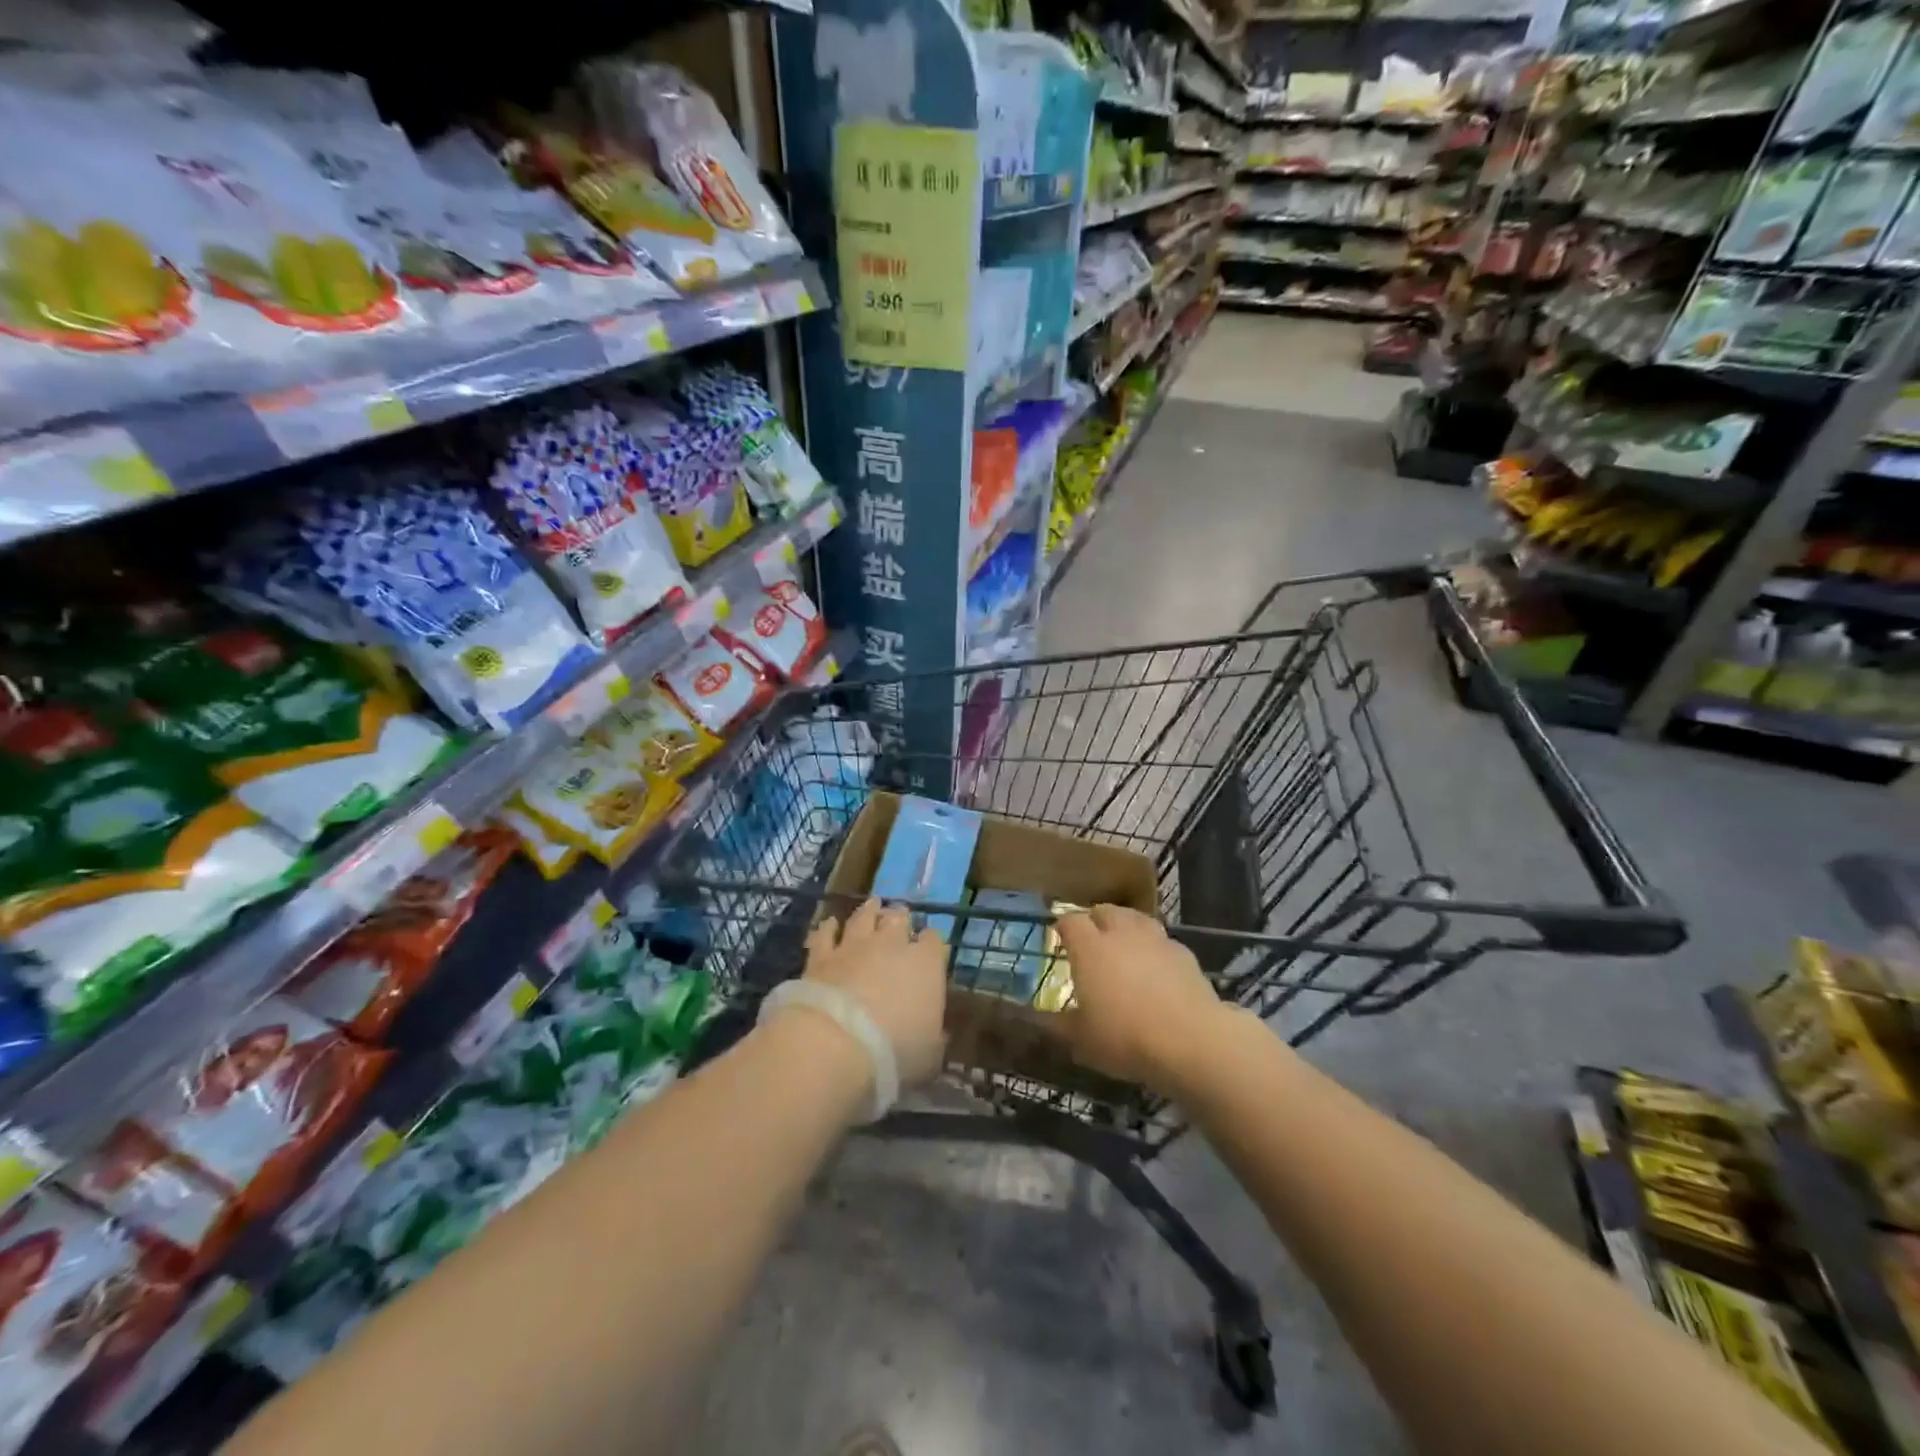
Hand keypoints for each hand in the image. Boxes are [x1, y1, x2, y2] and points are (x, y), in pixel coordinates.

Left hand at [800, 898, 947, 1086]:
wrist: (836, 1043)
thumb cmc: (895, 1051)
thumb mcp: (929, 1054)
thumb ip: (933, 1036)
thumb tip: (934, 1033)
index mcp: (926, 963)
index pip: (934, 941)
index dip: (932, 945)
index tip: (930, 952)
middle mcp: (892, 944)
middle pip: (899, 918)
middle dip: (901, 919)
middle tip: (899, 921)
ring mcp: (854, 945)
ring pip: (864, 916)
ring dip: (869, 911)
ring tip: (872, 906)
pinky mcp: (821, 955)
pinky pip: (826, 933)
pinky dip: (830, 928)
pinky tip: (830, 924)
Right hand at [1054, 904, 1227, 1095]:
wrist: (1190, 1040)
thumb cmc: (1125, 1038)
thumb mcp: (1082, 1040)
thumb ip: (1058, 1026)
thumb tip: (1040, 1019)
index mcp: (1090, 948)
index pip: (1070, 921)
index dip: (1063, 927)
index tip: (1060, 938)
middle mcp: (1121, 934)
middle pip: (1105, 911)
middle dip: (1095, 920)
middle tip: (1091, 940)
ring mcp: (1155, 940)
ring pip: (1136, 918)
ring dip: (1126, 926)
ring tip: (1123, 944)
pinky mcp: (1184, 953)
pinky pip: (1162, 940)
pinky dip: (1154, 947)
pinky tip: (1155, 966)